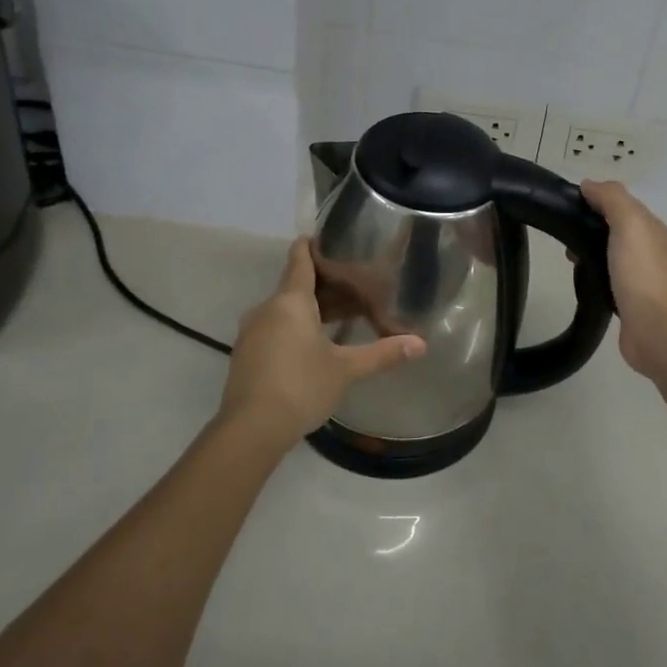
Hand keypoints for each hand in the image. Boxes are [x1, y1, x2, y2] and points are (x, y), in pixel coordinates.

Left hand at [219, 238, 424, 450]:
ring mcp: (252, 332)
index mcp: (290, 301)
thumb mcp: (346, 369)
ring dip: (308, 310)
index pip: (299, 259)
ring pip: (283, 310)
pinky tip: (313, 347)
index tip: (327, 237)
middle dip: (322, 285)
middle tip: (353, 287)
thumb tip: (421, 344)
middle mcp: (267, 309)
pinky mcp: (246, 355)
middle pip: (295, 286)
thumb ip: (382, 353)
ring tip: (338, 318)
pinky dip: (293, 329)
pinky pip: (273, 329)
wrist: (249, 430)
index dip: (311, 245)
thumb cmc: (301, 386)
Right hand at [579, 180, 666, 382]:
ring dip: (587, 250)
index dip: (592, 198)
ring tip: (566, 258)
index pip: (617, 202)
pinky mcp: (627, 300)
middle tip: (561, 235)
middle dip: (586, 226)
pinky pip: (606, 277)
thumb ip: (611, 199)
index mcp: (648, 226)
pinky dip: (592, 273)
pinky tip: (580, 279)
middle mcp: (646, 247)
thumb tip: (589, 185)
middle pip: (612, 227)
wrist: (658, 330)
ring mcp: (638, 275)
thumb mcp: (629, 223)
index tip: (563, 204)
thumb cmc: (642, 273)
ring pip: (608, 252)